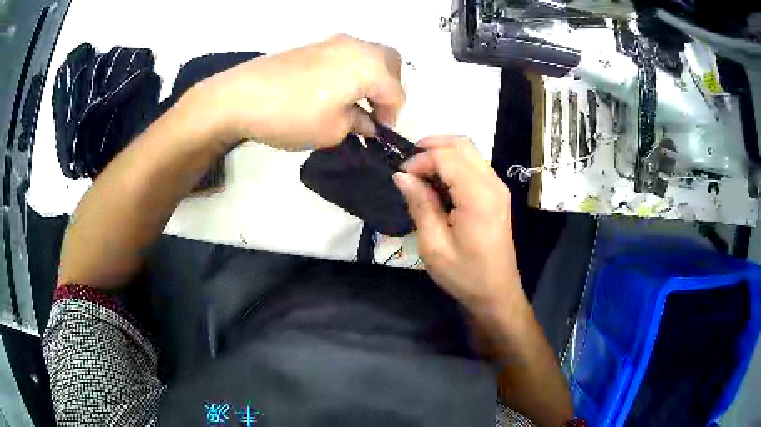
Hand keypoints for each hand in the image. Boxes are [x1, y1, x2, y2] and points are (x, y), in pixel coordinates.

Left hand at [185, 34, 404, 150]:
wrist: (239, 96)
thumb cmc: (291, 115)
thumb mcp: (332, 131)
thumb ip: (358, 124)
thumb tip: (366, 121)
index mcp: (369, 66)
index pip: (395, 92)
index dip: (391, 117)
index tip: (378, 134)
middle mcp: (356, 47)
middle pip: (389, 63)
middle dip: (388, 88)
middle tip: (373, 111)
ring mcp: (333, 42)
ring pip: (368, 56)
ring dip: (370, 78)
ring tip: (354, 103)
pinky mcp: (314, 46)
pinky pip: (347, 56)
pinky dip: (351, 72)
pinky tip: (334, 92)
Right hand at [392, 136, 524, 312]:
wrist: (496, 293)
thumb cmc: (465, 274)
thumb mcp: (434, 245)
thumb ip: (420, 205)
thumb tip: (402, 176)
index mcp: (478, 197)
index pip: (447, 157)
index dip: (420, 160)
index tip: (401, 176)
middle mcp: (493, 184)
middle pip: (462, 145)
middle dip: (431, 146)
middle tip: (408, 163)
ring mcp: (498, 187)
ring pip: (469, 151)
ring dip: (443, 153)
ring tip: (419, 170)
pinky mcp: (497, 194)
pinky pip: (475, 165)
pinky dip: (453, 164)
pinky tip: (438, 181)